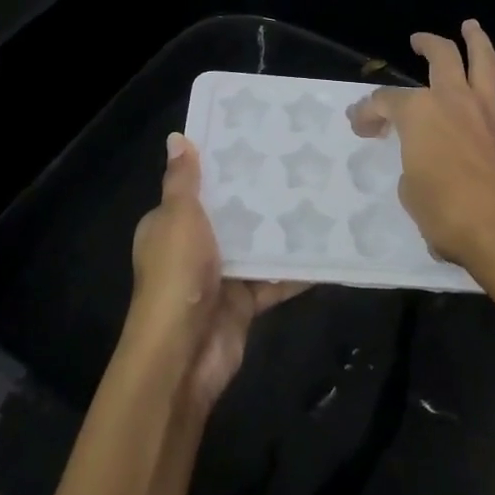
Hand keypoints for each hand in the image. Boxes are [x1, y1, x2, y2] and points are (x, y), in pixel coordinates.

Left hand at [126, 133, 303, 413]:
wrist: (182, 356)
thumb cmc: (176, 276)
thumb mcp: (178, 217)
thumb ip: (183, 180)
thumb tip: (176, 137)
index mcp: (170, 224)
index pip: (197, 187)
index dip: (221, 165)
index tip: (255, 138)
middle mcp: (193, 247)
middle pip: (230, 214)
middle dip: (258, 194)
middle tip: (297, 162)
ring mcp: (219, 277)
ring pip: (255, 245)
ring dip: (280, 230)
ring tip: (317, 195)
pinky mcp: (243, 303)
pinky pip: (273, 279)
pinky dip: (295, 269)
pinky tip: (325, 247)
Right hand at [349, 20, 494, 283]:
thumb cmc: (446, 214)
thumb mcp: (410, 194)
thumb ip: (414, 169)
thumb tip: (424, 166)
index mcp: (419, 114)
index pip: (386, 102)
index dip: (368, 111)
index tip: (360, 124)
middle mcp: (454, 101)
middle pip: (441, 58)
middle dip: (428, 44)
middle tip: (418, 41)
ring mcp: (488, 114)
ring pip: (485, 65)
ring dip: (478, 42)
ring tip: (471, 26)